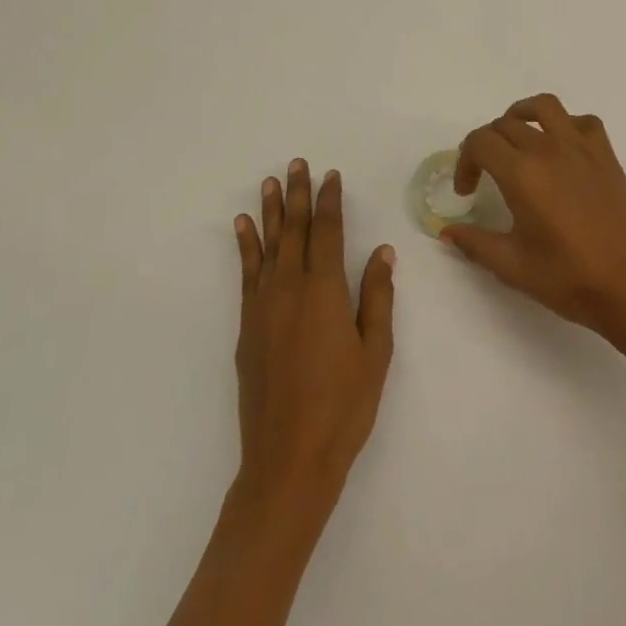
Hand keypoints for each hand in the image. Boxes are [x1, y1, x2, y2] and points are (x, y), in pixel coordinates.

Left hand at [233, 160, 395, 523]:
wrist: (288, 461)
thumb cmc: (343, 407)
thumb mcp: (375, 352)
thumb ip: (377, 298)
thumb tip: (381, 252)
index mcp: (325, 292)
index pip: (327, 233)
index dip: (330, 201)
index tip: (331, 175)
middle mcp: (290, 290)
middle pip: (295, 231)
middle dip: (298, 195)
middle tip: (296, 164)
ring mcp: (263, 308)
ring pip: (268, 247)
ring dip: (271, 212)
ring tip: (269, 183)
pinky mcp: (247, 328)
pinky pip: (247, 275)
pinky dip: (246, 247)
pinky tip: (244, 229)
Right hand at [442, 95, 625, 336]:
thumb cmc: (568, 278)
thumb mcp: (512, 266)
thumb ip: (475, 243)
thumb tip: (447, 231)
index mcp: (521, 173)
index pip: (480, 142)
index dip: (465, 162)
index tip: (467, 192)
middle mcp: (549, 149)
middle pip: (505, 124)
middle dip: (486, 145)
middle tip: (485, 175)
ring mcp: (581, 148)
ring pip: (544, 107)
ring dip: (522, 116)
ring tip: (516, 141)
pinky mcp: (606, 155)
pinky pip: (582, 121)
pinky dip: (565, 125)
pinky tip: (561, 150)